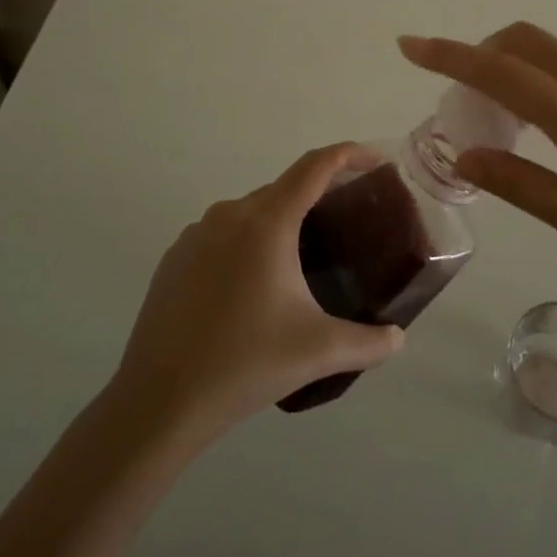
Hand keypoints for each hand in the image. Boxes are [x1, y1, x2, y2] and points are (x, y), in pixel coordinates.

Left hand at [112, 143, 405, 438]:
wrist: (158, 401)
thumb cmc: (244, 364)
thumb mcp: (319, 352)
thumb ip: (369, 343)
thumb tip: (398, 338)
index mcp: (267, 223)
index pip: (315, 167)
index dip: (349, 155)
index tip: (375, 161)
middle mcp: (230, 215)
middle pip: (285, 189)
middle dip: (319, 197)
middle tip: (347, 225)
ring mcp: (196, 234)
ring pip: (252, 213)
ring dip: (282, 223)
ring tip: (303, 260)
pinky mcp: (174, 258)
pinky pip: (222, 235)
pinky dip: (248, 243)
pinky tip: (254, 286)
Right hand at [399, 24, 556, 303]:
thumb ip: (521, 184)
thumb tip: (465, 152)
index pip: (501, 72)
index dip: (449, 55)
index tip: (409, 44)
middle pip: (528, 41)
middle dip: (483, 53)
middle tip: (465, 98)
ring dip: (520, 68)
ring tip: (513, 123)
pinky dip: (554, 79)